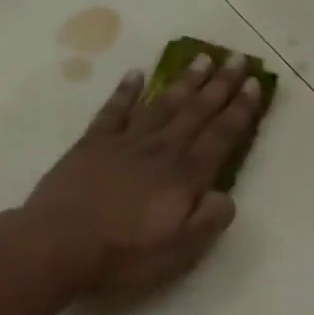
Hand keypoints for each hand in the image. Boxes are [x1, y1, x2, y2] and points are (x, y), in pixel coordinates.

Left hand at [24, 53, 264, 298]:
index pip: (221, 136)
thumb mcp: (179, 253)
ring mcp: (123, 143)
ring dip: (183, 82)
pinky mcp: (90, 145)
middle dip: (220, 85)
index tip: (256, 84)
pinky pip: (113, 110)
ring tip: (201, 59)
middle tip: (237, 58)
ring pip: (161, 104)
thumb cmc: (123, 256)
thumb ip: (208, 221)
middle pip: (195, 112)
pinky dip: (127, 91)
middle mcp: (159, 150)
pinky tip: (137, 75)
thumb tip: (225, 196)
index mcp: (184, 177)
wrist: (57, 245)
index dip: (240, 110)